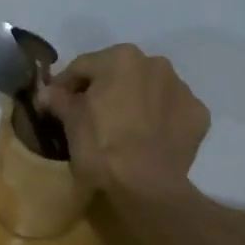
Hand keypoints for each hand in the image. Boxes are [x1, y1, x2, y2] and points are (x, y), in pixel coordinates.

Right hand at [43, 44, 209, 191]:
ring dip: (133, 101)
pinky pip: (170, 111)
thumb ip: (58, 99)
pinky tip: (146, 138)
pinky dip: (158, 119)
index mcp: (121, 58)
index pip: (82, 66)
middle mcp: (156, 63)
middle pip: (119, 73)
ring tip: (121, 128)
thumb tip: (46, 92)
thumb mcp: (71, 122)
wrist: (147, 186)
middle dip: (103, 90)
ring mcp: (182, 88)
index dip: (64, 85)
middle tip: (88, 115)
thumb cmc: (102, 146)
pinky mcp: (198, 115)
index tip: (54, 103)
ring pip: (148, 90)